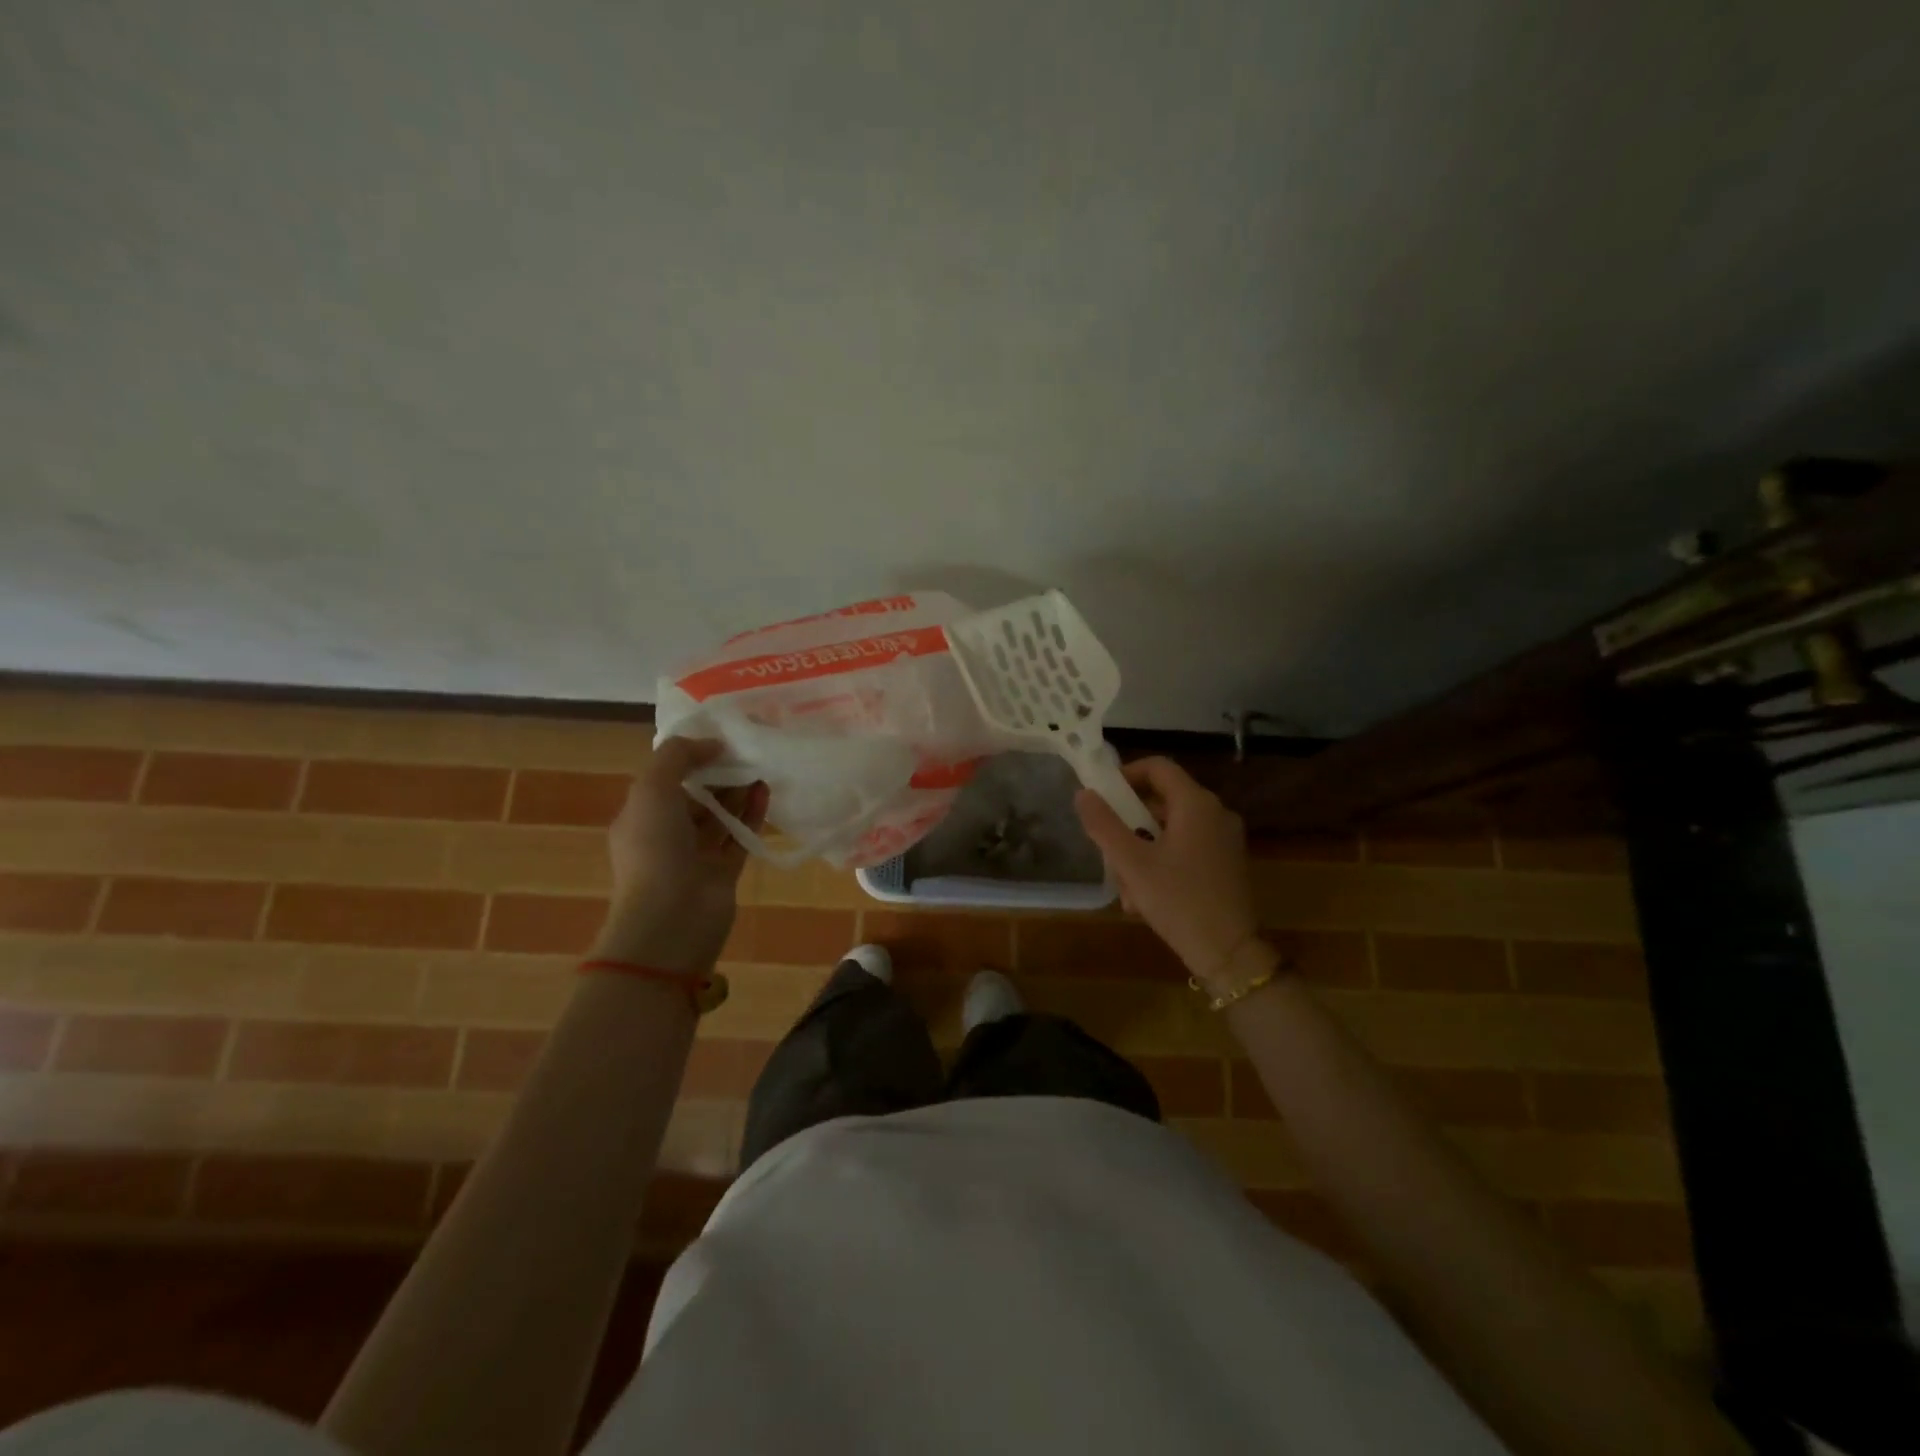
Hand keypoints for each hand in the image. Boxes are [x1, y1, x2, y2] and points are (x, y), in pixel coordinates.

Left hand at [592, 738, 767, 974]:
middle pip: (697, 796)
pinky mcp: (725, 871)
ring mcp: (697, 855)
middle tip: (747, 751)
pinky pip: (740, 836)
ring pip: (721, 816)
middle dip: (719, 774)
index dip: (691, 757)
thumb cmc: (654, 849)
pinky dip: (752, 814)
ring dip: (739, 791)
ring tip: (762, 766)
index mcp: (641, 816)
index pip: (666, 779)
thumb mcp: (652, 789)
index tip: (720, 739)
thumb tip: (712, 744)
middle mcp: (667, 834)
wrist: (671, 919)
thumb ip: (678, 756)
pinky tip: (766, 792)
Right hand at [1075, 757, 1260, 990]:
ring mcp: (1224, 839)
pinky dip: (1162, 862)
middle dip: (1129, 822)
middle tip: (1107, 847)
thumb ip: (1103, 824)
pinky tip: (1145, 897)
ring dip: (1141, 849)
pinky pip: (1186, 848)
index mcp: (1196, 804)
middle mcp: (1216, 813)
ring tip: (1125, 885)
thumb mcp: (1131, 863)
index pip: (1158, 767)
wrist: (1229, 953)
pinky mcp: (1226, 863)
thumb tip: (1083, 794)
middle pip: (1162, 800)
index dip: (1126, 774)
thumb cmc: (1178, 901)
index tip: (1102, 796)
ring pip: (1170, 828)